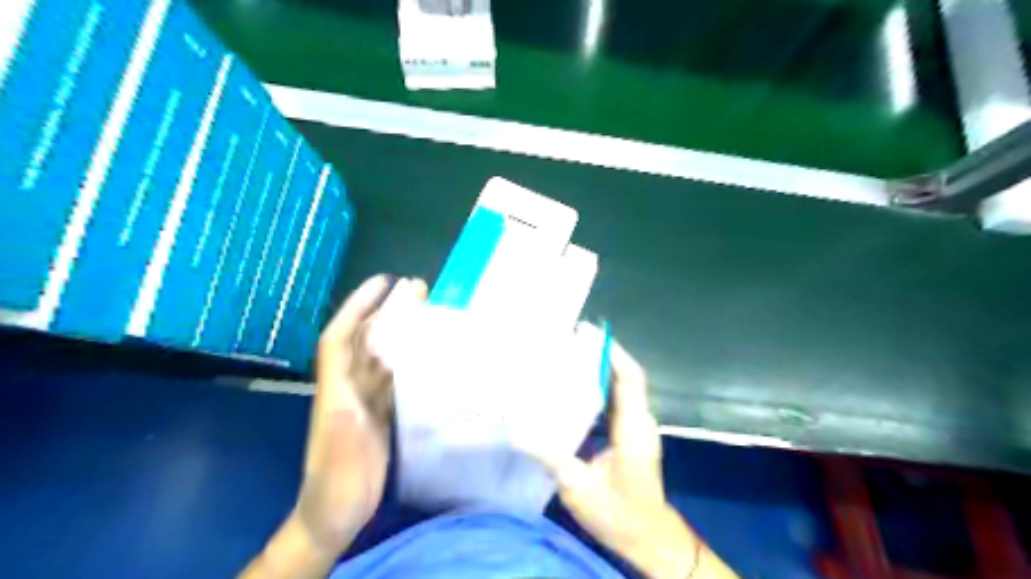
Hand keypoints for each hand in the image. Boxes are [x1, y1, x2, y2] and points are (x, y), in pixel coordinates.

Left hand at [296, 275, 430, 555]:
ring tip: (425, 312)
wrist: (334, 515)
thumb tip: (376, 373)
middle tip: (415, 289)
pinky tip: (426, 355)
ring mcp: (365, 401)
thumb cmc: (335, 482)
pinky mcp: (380, 415)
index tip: (382, 282)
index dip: (357, 306)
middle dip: (386, 311)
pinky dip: (408, 362)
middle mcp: (349, 388)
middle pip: (366, 341)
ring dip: (399, 333)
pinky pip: (394, 380)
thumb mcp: (341, 447)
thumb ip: (351, 413)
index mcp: (336, 390)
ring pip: (382, 357)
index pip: (341, 337)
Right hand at [526, 341, 737, 575]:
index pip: (629, 378)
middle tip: (568, 342)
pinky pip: (615, 402)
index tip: (589, 333)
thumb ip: (552, 458)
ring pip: (620, 388)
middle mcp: (639, 421)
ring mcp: (637, 427)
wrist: (649, 538)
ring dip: (598, 371)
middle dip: (600, 355)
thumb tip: (519, 433)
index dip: (612, 352)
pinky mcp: (630, 435)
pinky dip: (597, 389)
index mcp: (633, 428)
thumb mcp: (580, 488)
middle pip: (624, 377)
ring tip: (567, 359)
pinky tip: (572, 390)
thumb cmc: (620, 514)